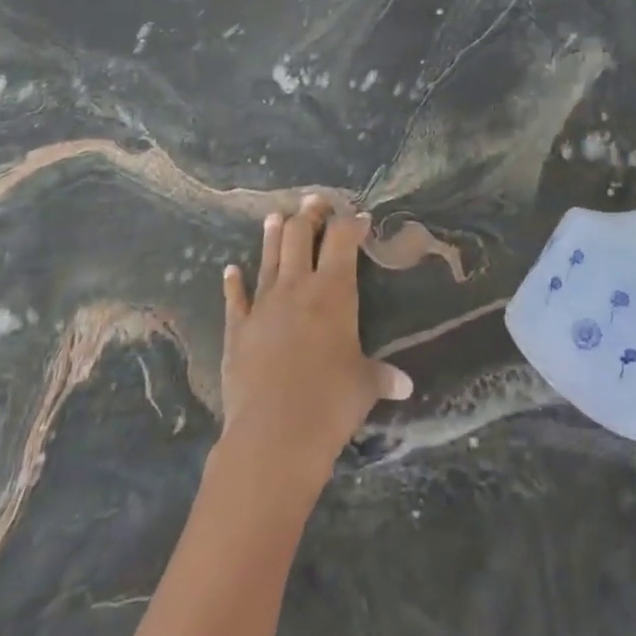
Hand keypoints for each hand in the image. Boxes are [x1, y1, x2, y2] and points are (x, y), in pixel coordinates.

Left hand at [217, 196, 412, 499]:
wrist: (274, 433)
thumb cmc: (331, 402)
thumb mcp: (365, 385)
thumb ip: (383, 377)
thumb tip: (406, 385)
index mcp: (334, 291)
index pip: (343, 240)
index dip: (351, 223)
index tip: (359, 217)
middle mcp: (297, 287)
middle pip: (300, 235)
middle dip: (309, 214)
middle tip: (314, 202)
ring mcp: (263, 305)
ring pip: (268, 256)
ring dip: (273, 234)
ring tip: (276, 216)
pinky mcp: (237, 328)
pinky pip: (234, 297)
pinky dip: (233, 282)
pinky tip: (230, 269)